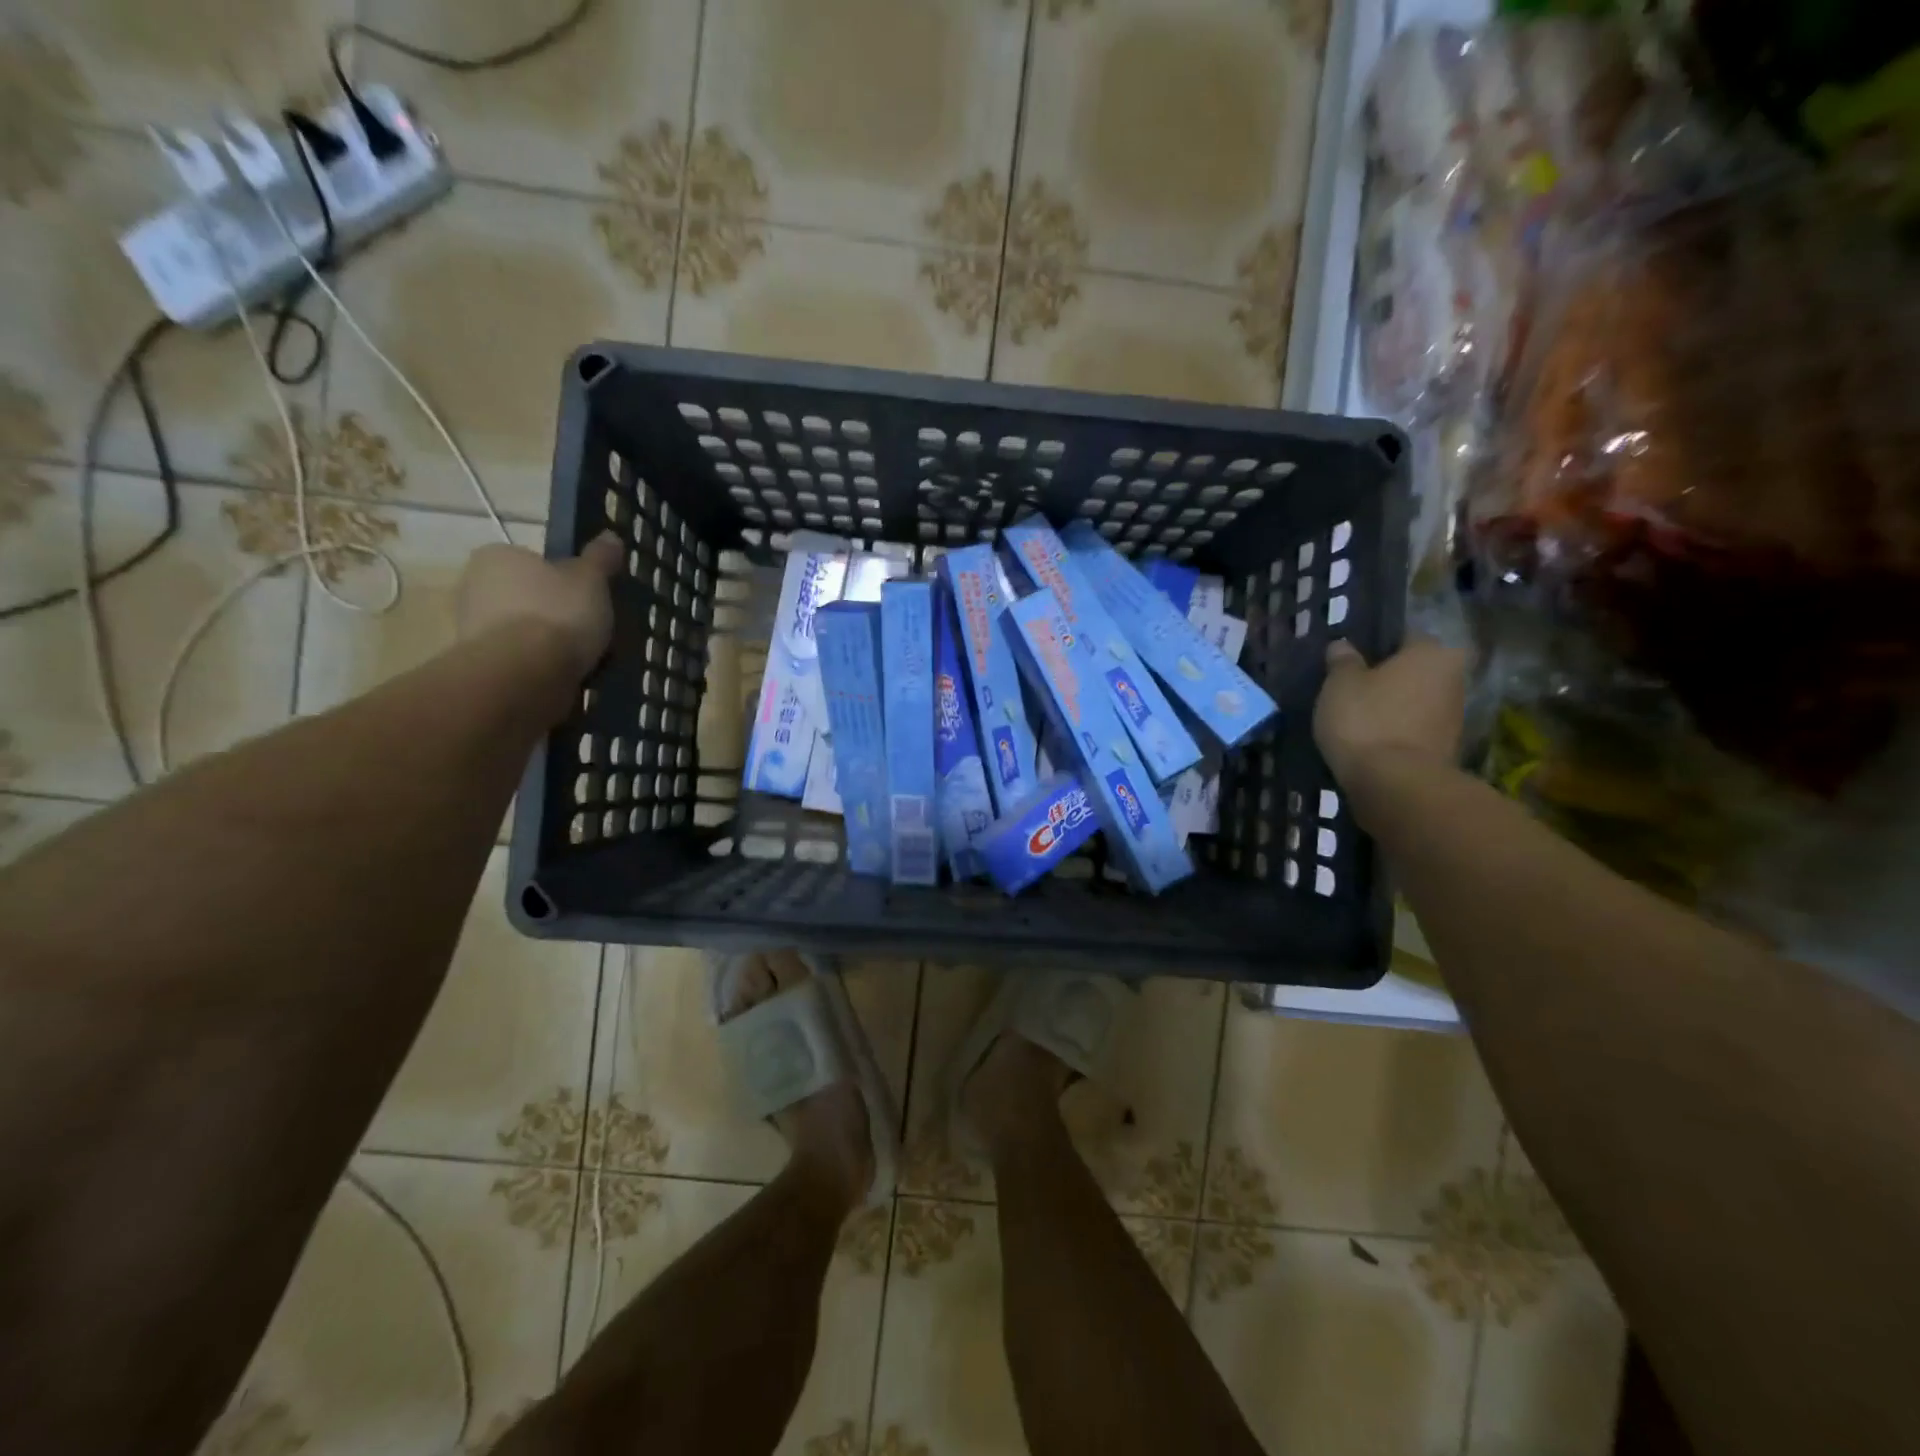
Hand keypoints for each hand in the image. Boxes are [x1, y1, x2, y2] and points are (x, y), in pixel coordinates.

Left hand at [456, 533, 623, 680]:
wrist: (523, 675)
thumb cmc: (557, 614)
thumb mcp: (591, 580)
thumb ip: (600, 558)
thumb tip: (610, 536)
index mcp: (497, 556)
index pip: (533, 561)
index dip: (563, 578)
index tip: (587, 596)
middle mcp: (473, 586)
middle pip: (525, 596)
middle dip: (553, 611)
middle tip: (589, 627)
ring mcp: (471, 628)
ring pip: (521, 630)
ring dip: (546, 642)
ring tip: (582, 658)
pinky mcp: (480, 665)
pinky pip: (519, 659)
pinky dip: (539, 666)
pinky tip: (563, 676)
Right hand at [1314, 638, 1467, 787]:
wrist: (1395, 783)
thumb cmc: (1367, 719)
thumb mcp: (1340, 683)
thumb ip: (1342, 661)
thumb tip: (1343, 646)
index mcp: (1432, 652)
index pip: (1404, 637)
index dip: (1375, 647)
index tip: (1351, 662)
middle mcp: (1454, 678)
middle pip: (1414, 671)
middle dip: (1388, 679)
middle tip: (1352, 689)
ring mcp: (1455, 716)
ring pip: (1415, 701)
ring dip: (1393, 707)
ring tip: (1357, 718)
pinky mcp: (1446, 749)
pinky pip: (1415, 729)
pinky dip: (1396, 731)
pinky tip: (1371, 740)